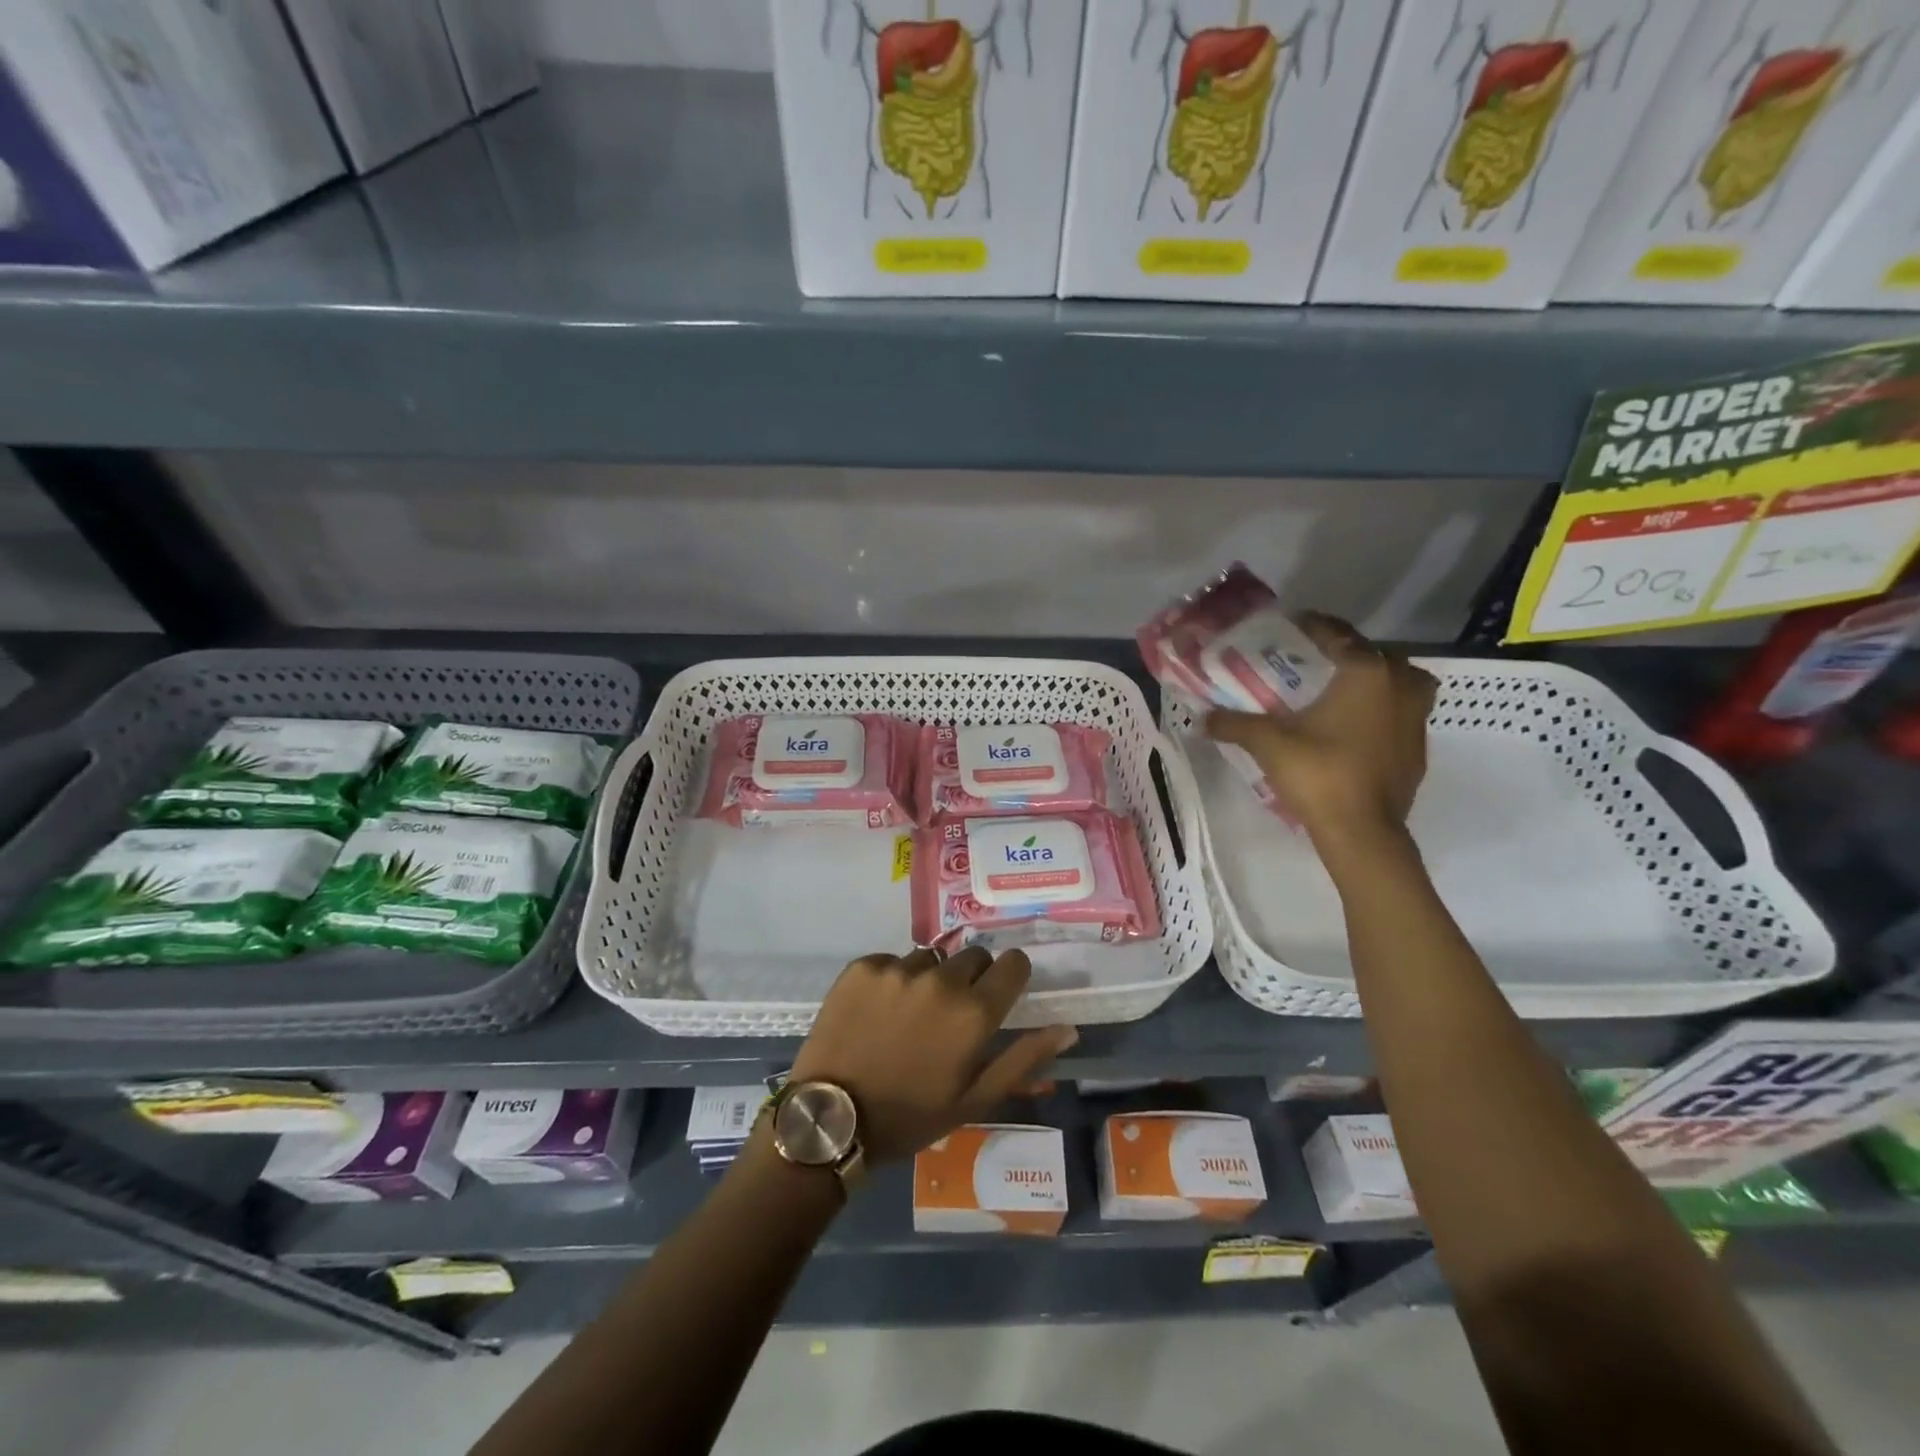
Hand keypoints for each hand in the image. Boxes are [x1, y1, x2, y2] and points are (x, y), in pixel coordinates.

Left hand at [789, 947, 1076, 1164]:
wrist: (832, 1118)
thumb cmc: (911, 1116)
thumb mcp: (975, 1099)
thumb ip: (1025, 1058)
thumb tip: (1068, 1028)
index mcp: (974, 1012)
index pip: (1013, 963)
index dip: (1010, 977)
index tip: (998, 995)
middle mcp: (941, 979)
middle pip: (973, 957)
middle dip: (970, 980)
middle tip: (949, 1017)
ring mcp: (898, 968)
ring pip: (931, 959)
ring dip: (929, 980)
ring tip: (908, 1018)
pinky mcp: (863, 965)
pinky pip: (892, 960)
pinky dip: (891, 980)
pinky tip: (877, 1013)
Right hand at [1207, 614, 1436, 849]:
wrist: (1363, 832)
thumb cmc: (1319, 774)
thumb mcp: (1268, 744)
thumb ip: (1235, 723)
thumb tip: (1202, 717)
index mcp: (1367, 672)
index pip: (1338, 634)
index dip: (1311, 626)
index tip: (1288, 627)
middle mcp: (1401, 684)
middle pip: (1372, 654)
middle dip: (1342, 653)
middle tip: (1309, 662)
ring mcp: (1417, 716)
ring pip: (1397, 681)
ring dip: (1370, 679)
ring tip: (1336, 690)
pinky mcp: (1419, 745)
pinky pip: (1400, 711)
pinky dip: (1380, 708)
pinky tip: (1352, 724)